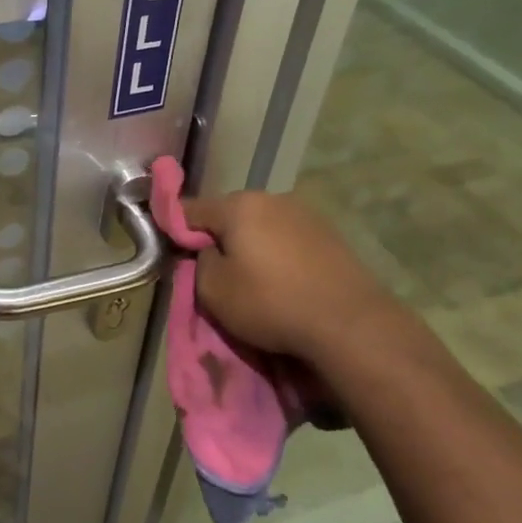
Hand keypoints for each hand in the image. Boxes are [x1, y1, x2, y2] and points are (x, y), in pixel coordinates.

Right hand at [180, 191, 401, 364]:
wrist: (350, 324)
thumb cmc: (270, 302)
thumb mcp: (213, 289)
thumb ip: (198, 262)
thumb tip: (206, 251)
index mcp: (240, 205)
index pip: (191, 209)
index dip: (175, 229)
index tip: (172, 251)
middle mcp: (273, 198)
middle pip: (230, 215)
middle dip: (218, 238)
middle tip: (214, 271)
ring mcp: (306, 214)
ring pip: (261, 226)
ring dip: (251, 246)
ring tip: (252, 279)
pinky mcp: (331, 236)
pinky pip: (288, 240)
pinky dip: (279, 256)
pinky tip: (283, 281)